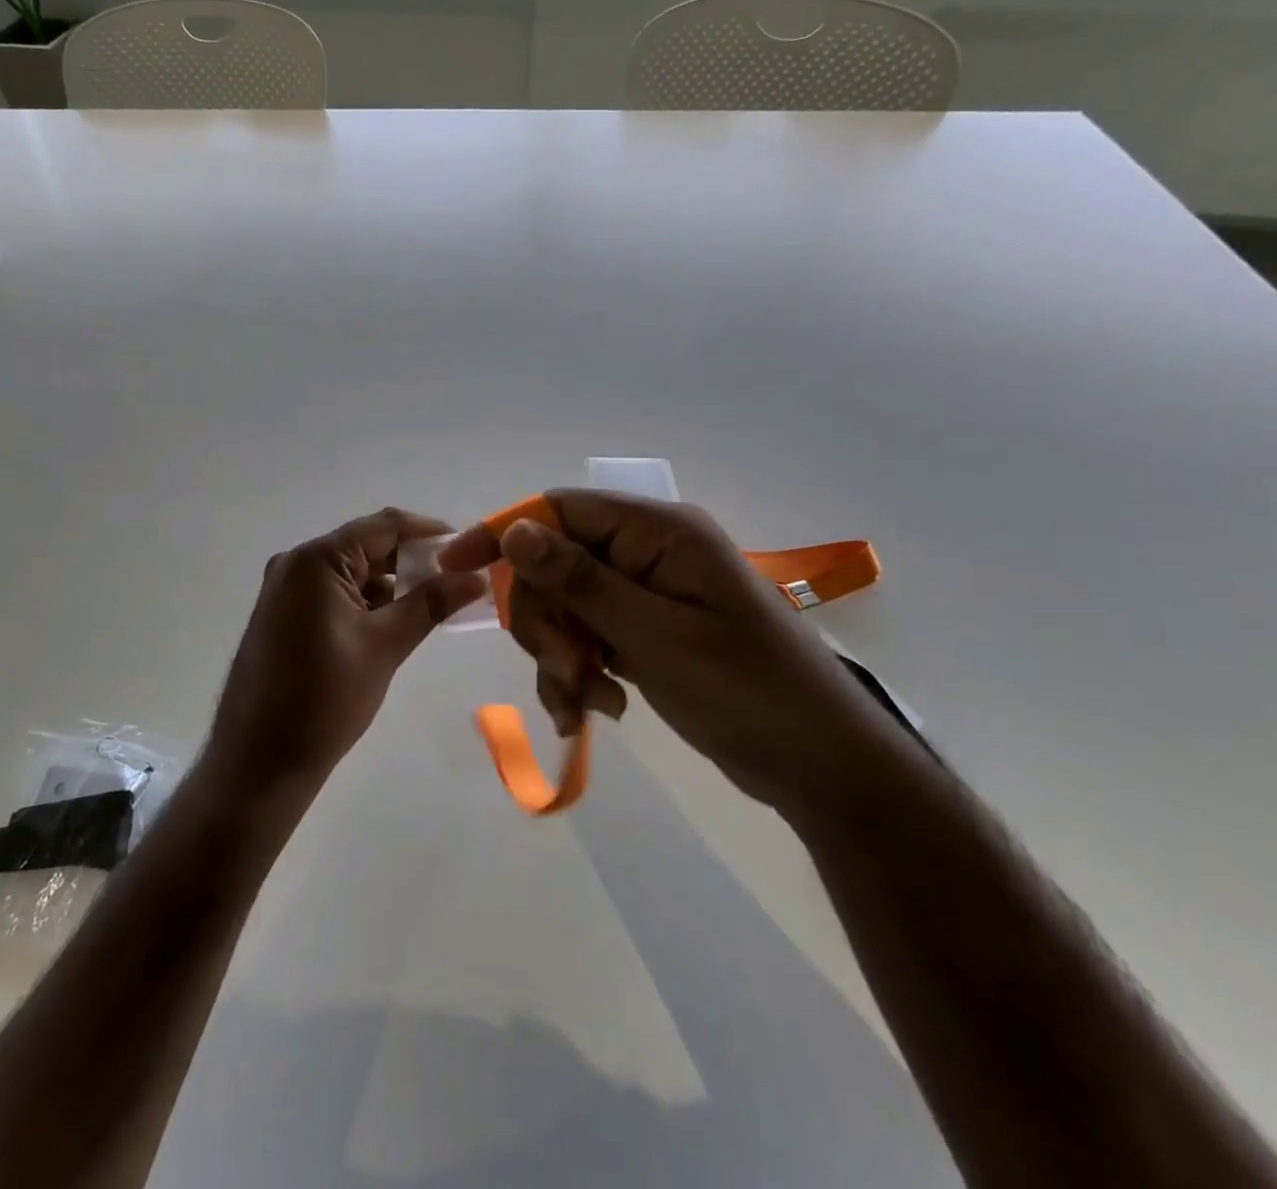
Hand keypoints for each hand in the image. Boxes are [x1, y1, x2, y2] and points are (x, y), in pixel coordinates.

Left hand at [204, 509, 487, 793]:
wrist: (258, 761)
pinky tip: (397, 621)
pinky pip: (334, 592)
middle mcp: (296, 563)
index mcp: (316, 560)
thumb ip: (430, 604)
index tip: (469, 549)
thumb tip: (476, 577)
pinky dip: (367, 601)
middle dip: (414, 561)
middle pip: (367, 545)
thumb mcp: (385, 646)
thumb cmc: (324, 699)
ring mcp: (286, 588)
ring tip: (436, 604)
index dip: (430, 533)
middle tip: (459, 581)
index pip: (385, 526)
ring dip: (392, 583)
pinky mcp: (284, 613)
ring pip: (352, 571)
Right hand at [439, 491, 890, 813]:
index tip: (455, 567)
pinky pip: (587, 639)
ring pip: (565, 608)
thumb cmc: (746, 690)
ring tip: (588, 704)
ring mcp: (646, 594)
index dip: (503, 534)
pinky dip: (579, 674)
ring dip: (561, 657)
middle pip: (554, 565)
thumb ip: (581, 580)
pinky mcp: (646, 632)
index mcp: (657, 532)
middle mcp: (647, 552)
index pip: (558, 510)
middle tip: (564, 671)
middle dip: (546, 622)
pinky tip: (596, 711)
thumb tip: (515, 529)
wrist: (821, 765)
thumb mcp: (655, 635)